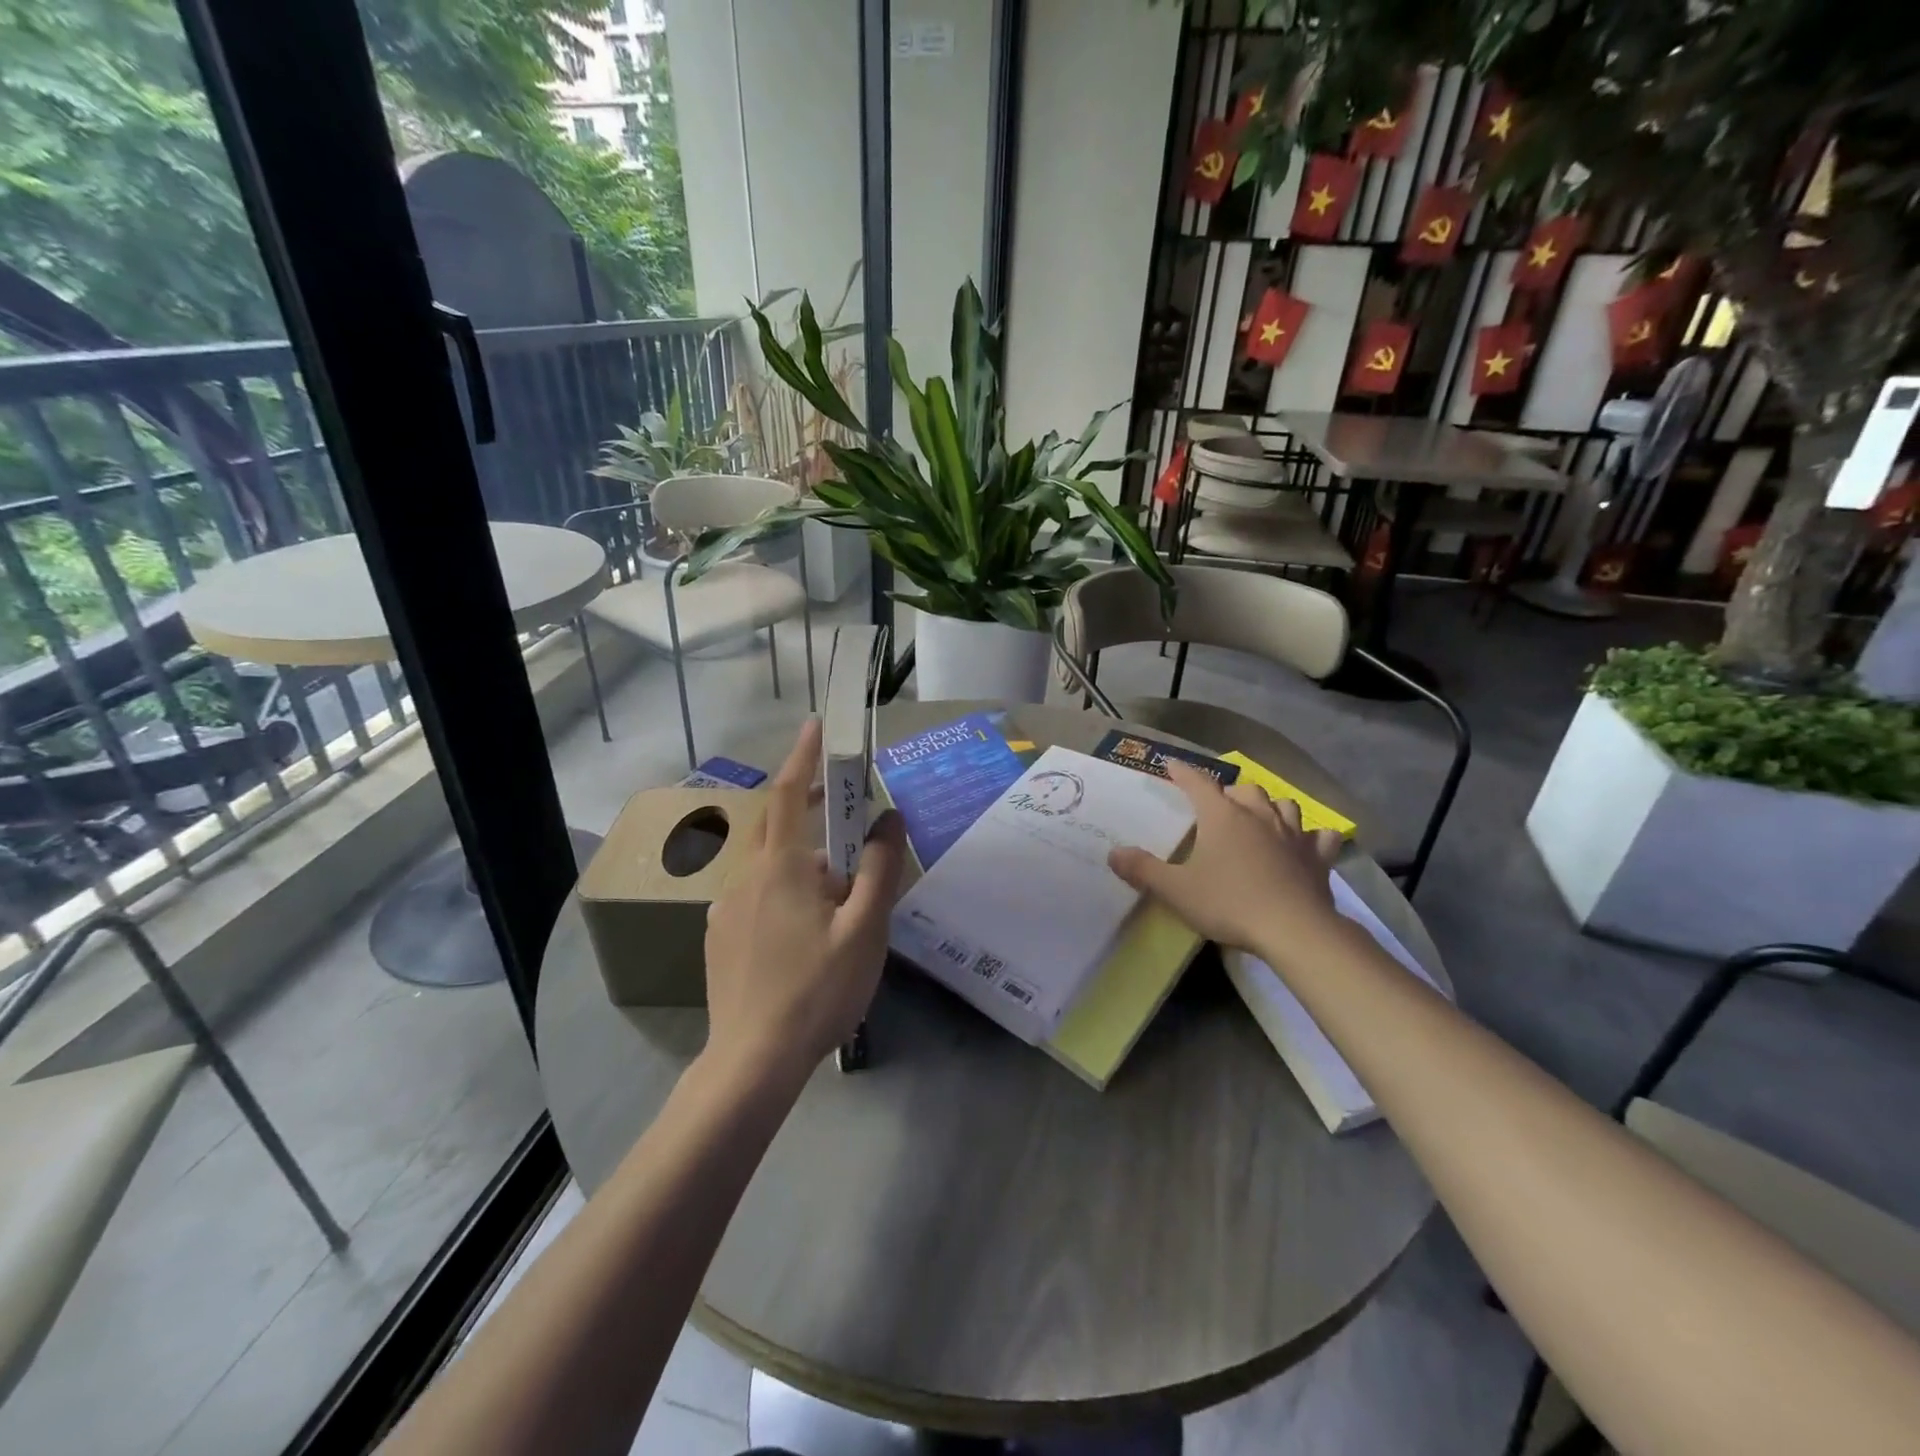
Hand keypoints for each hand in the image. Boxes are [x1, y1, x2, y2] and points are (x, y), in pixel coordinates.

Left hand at [702, 719, 907, 1081]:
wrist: (752, 1062)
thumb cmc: (817, 990)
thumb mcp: (865, 929)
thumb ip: (879, 869)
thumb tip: (889, 818)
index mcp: (781, 867)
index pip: (788, 793)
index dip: (803, 755)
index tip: (815, 724)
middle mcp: (745, 877)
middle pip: (777, 827)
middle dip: (807, 808)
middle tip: (843, 814)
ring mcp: (725, 908)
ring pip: (768, 866)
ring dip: (801, 861)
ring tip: (836, 898)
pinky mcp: (718, 937)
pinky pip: (754, 896)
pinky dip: (781, 891)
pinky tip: (802, 932)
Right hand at [1108, 760, 1345, 954]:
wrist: (1294, 929)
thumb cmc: (1229, 903)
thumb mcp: (1176, 890)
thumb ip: (1143, 870)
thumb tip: (1114, 853)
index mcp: (1222, 816)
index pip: (1198, 783)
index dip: (1183, 772)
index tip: (1171, 764)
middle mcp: (1258, 816)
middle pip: (1245, 790)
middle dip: (1230, 792)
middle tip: (1219, 806)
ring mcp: (1293, 835)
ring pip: (1284, 805)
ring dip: (1271, 807)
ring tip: (1262, 818)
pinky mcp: (1318, 858)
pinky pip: (1320, 837)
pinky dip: (1312, 837)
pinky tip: (1308, 844)